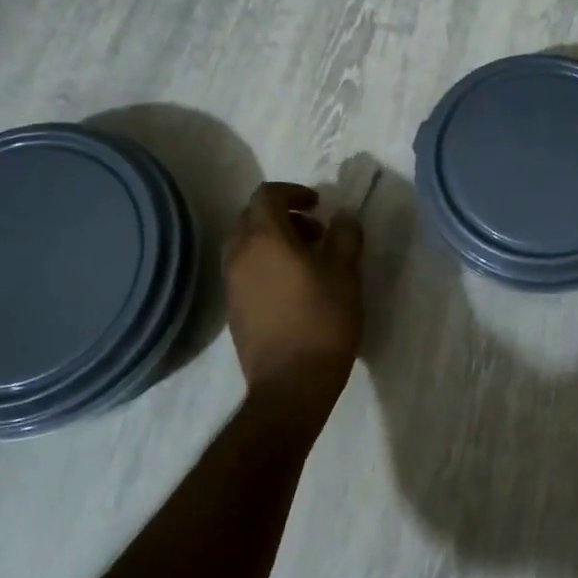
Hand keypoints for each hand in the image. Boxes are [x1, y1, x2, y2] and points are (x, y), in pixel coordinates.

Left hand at [225, 183, 363, 435]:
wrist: (291, 384)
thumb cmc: (323, 321)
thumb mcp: (345, 273)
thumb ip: (345, 237)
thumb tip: (343, 218)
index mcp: (265, 238)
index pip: (267, 195)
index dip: (294, 192)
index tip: (319, 206)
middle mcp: (239, 254)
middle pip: (252, 217)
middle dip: (283, 215)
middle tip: (316, 232)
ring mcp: (231, 283)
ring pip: (246, 244)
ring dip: (273, 240)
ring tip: (307, 260)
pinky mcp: (233, 308)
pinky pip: (245, 269)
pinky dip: (265, 263)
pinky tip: (293, 287)